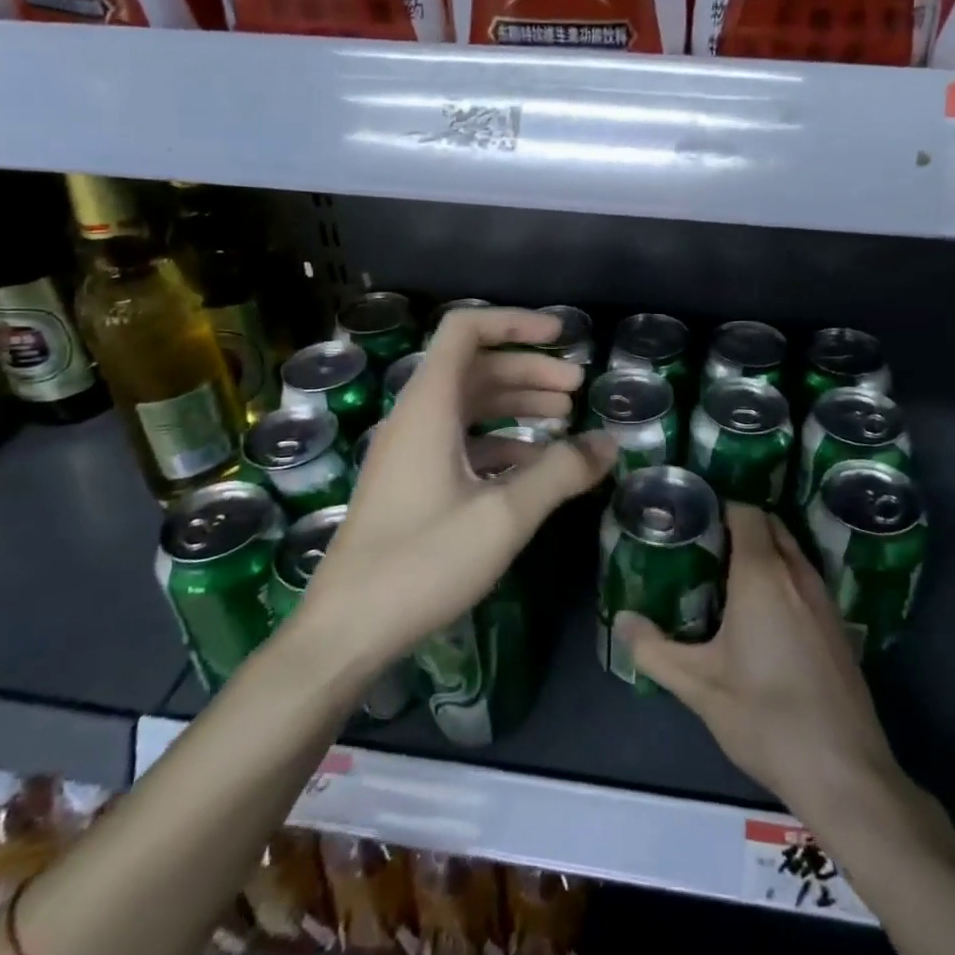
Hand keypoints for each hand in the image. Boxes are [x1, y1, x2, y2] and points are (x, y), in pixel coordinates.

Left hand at [288, 307, 613, 683]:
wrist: (346, 632)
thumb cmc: (422, 563)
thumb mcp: (504, 515)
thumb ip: (561, 472)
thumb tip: (609, 442)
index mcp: (429, 406)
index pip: (466, 330)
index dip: (515, 322)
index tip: (562, 336)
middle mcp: (416, 417)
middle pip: (476, 367)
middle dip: (529, 370)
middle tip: (578, 388)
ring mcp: (410, 452)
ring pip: (470, 406)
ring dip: (517, 403)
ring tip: (565, 418)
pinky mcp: (411, 483)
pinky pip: (461, 442)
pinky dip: (501, 441)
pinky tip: (534, 466)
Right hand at [622, 504, 899, 820]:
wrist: (843, 770)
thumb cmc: (765, 716)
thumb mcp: (698, 685)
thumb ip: (653, 649)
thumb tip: (621, 620)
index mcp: (762, 574)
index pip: (746, 512)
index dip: (719, 507)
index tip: (691, 519)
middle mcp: (797, 574)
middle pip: (771, 525)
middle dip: (740, 525)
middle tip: (703, 545)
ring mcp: (824, 599)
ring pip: (791, 551)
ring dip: (764, 550)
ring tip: (726, 574)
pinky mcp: (838, 625)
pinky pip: (805, 578)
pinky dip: (783, 576)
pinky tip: (763, 613)